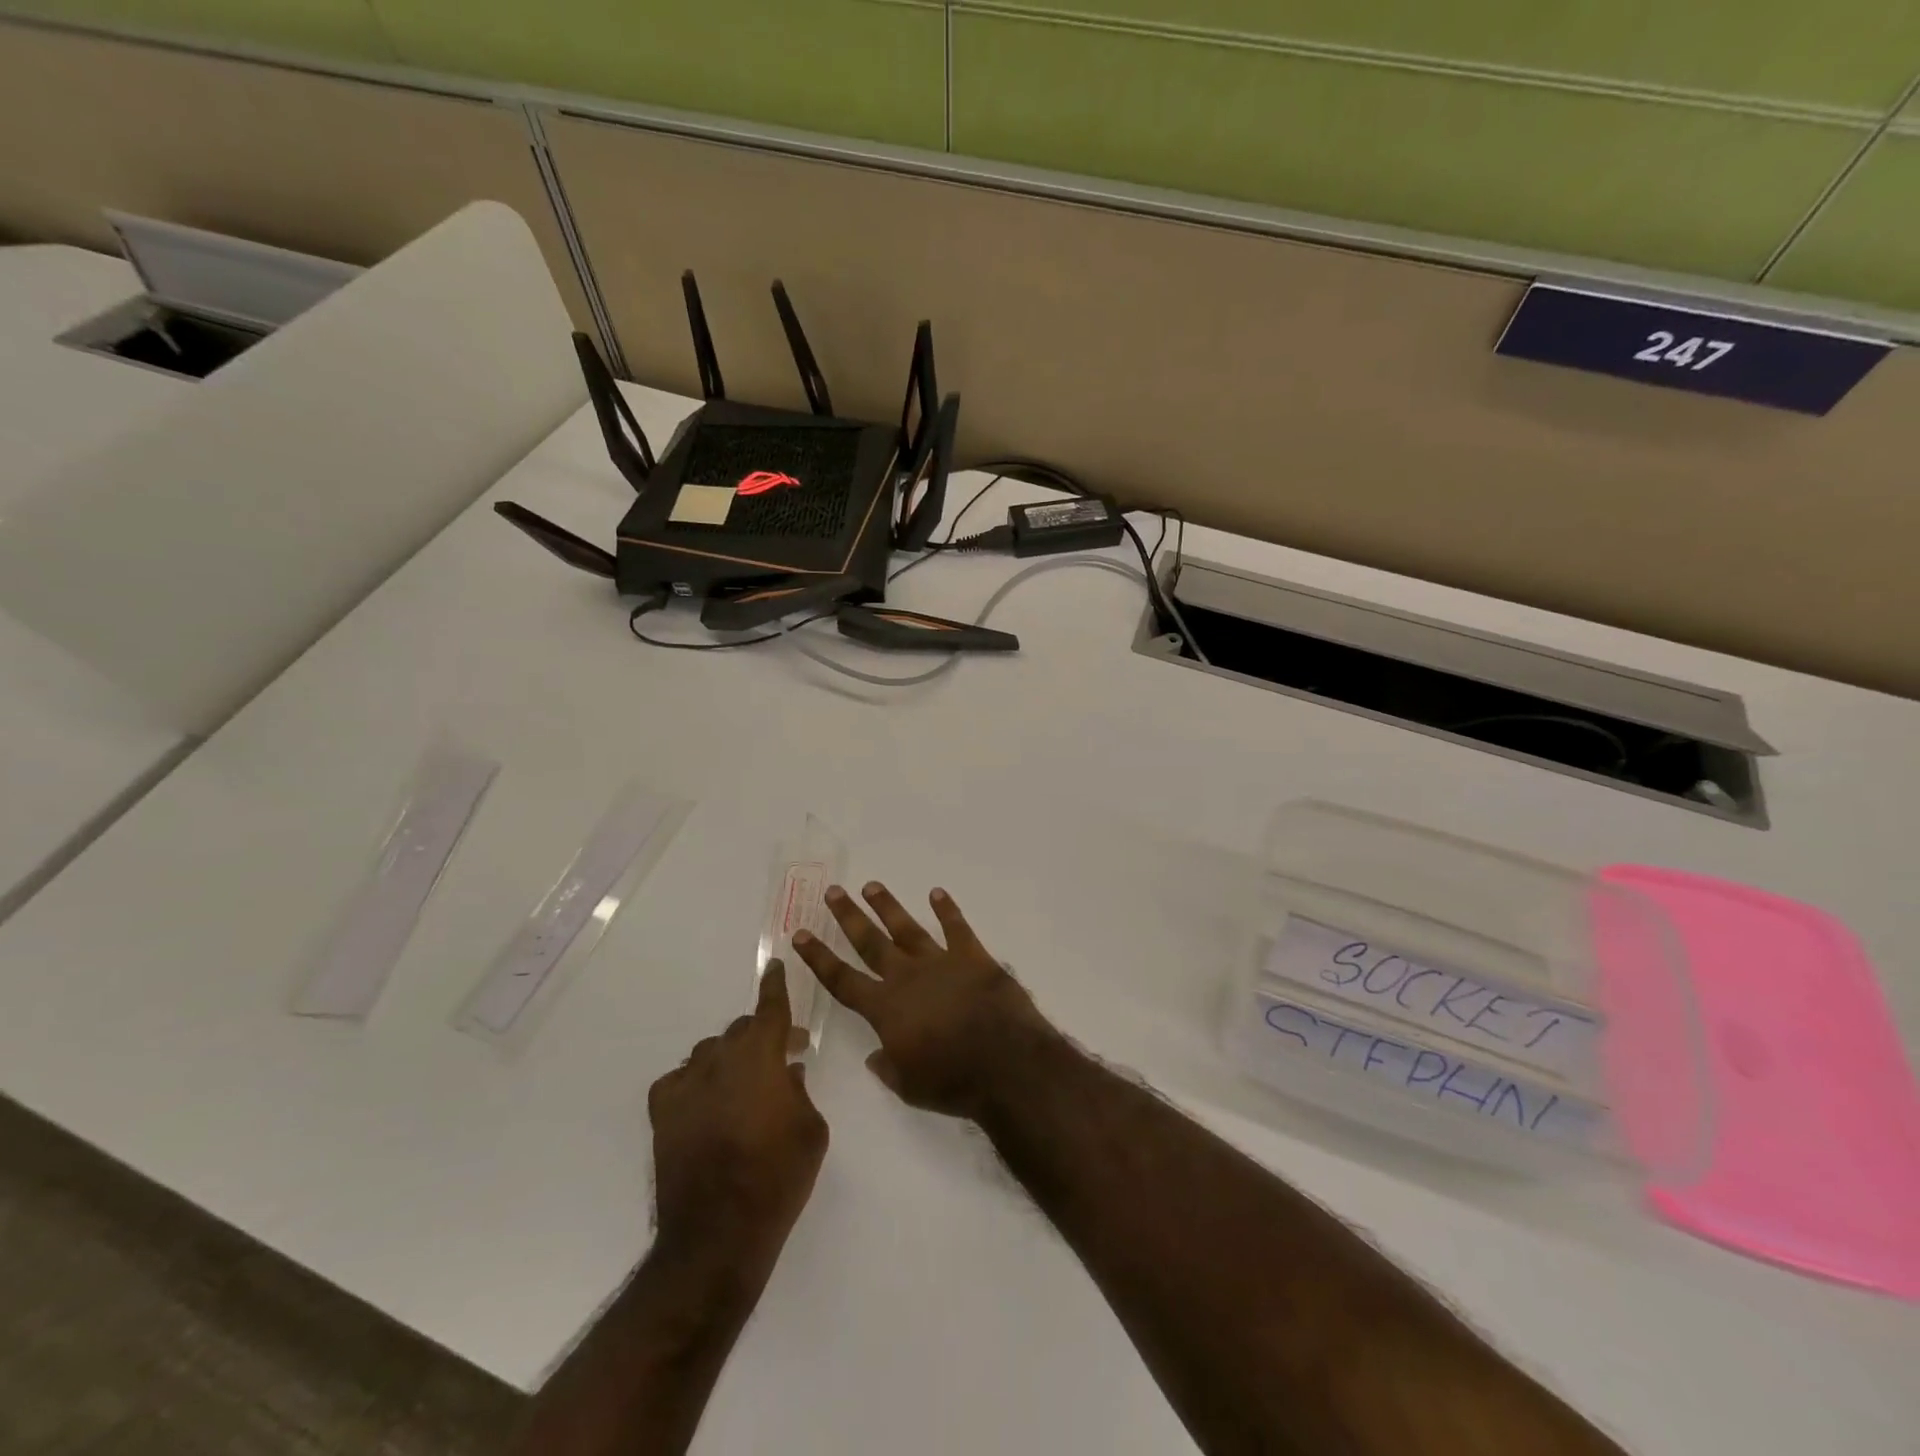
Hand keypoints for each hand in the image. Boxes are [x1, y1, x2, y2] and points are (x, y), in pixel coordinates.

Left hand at [647, 963, 827, 1271]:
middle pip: (741, 1030)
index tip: (775, 965)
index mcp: (761, 1057)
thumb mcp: (811, 1130)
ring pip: (711, 1051)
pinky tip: (705, 1101)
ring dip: (730, 1057)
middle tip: (782, 1055)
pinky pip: (680, 1079)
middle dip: (762, 1035)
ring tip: (743, 1083)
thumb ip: (801, 1091)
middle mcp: (721, 1060)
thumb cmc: (778, 1178)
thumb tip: (788, 1073)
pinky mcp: (663, 1112)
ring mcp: (686, 1085)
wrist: (718, 1235)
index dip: (775, 986)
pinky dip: (696, 1081)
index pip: (770, 1009)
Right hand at [792, 882, 1056, 1119]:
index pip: (842, 979)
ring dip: (888, 906)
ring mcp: (940, 962)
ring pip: (907, 928)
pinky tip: (937, 893)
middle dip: (849, 917)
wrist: (1006, 1063)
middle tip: (833, 891)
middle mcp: (907, 977)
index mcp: (886, 1009)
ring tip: (872, 885)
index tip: (800, 935)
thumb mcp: (910, 1086)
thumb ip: (888, 1067)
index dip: (819, 958)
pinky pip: (957, 928)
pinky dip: (947, 910)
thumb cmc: (954, 1081)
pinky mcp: (973, 957)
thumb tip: (874, 1056)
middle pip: (870, 942)